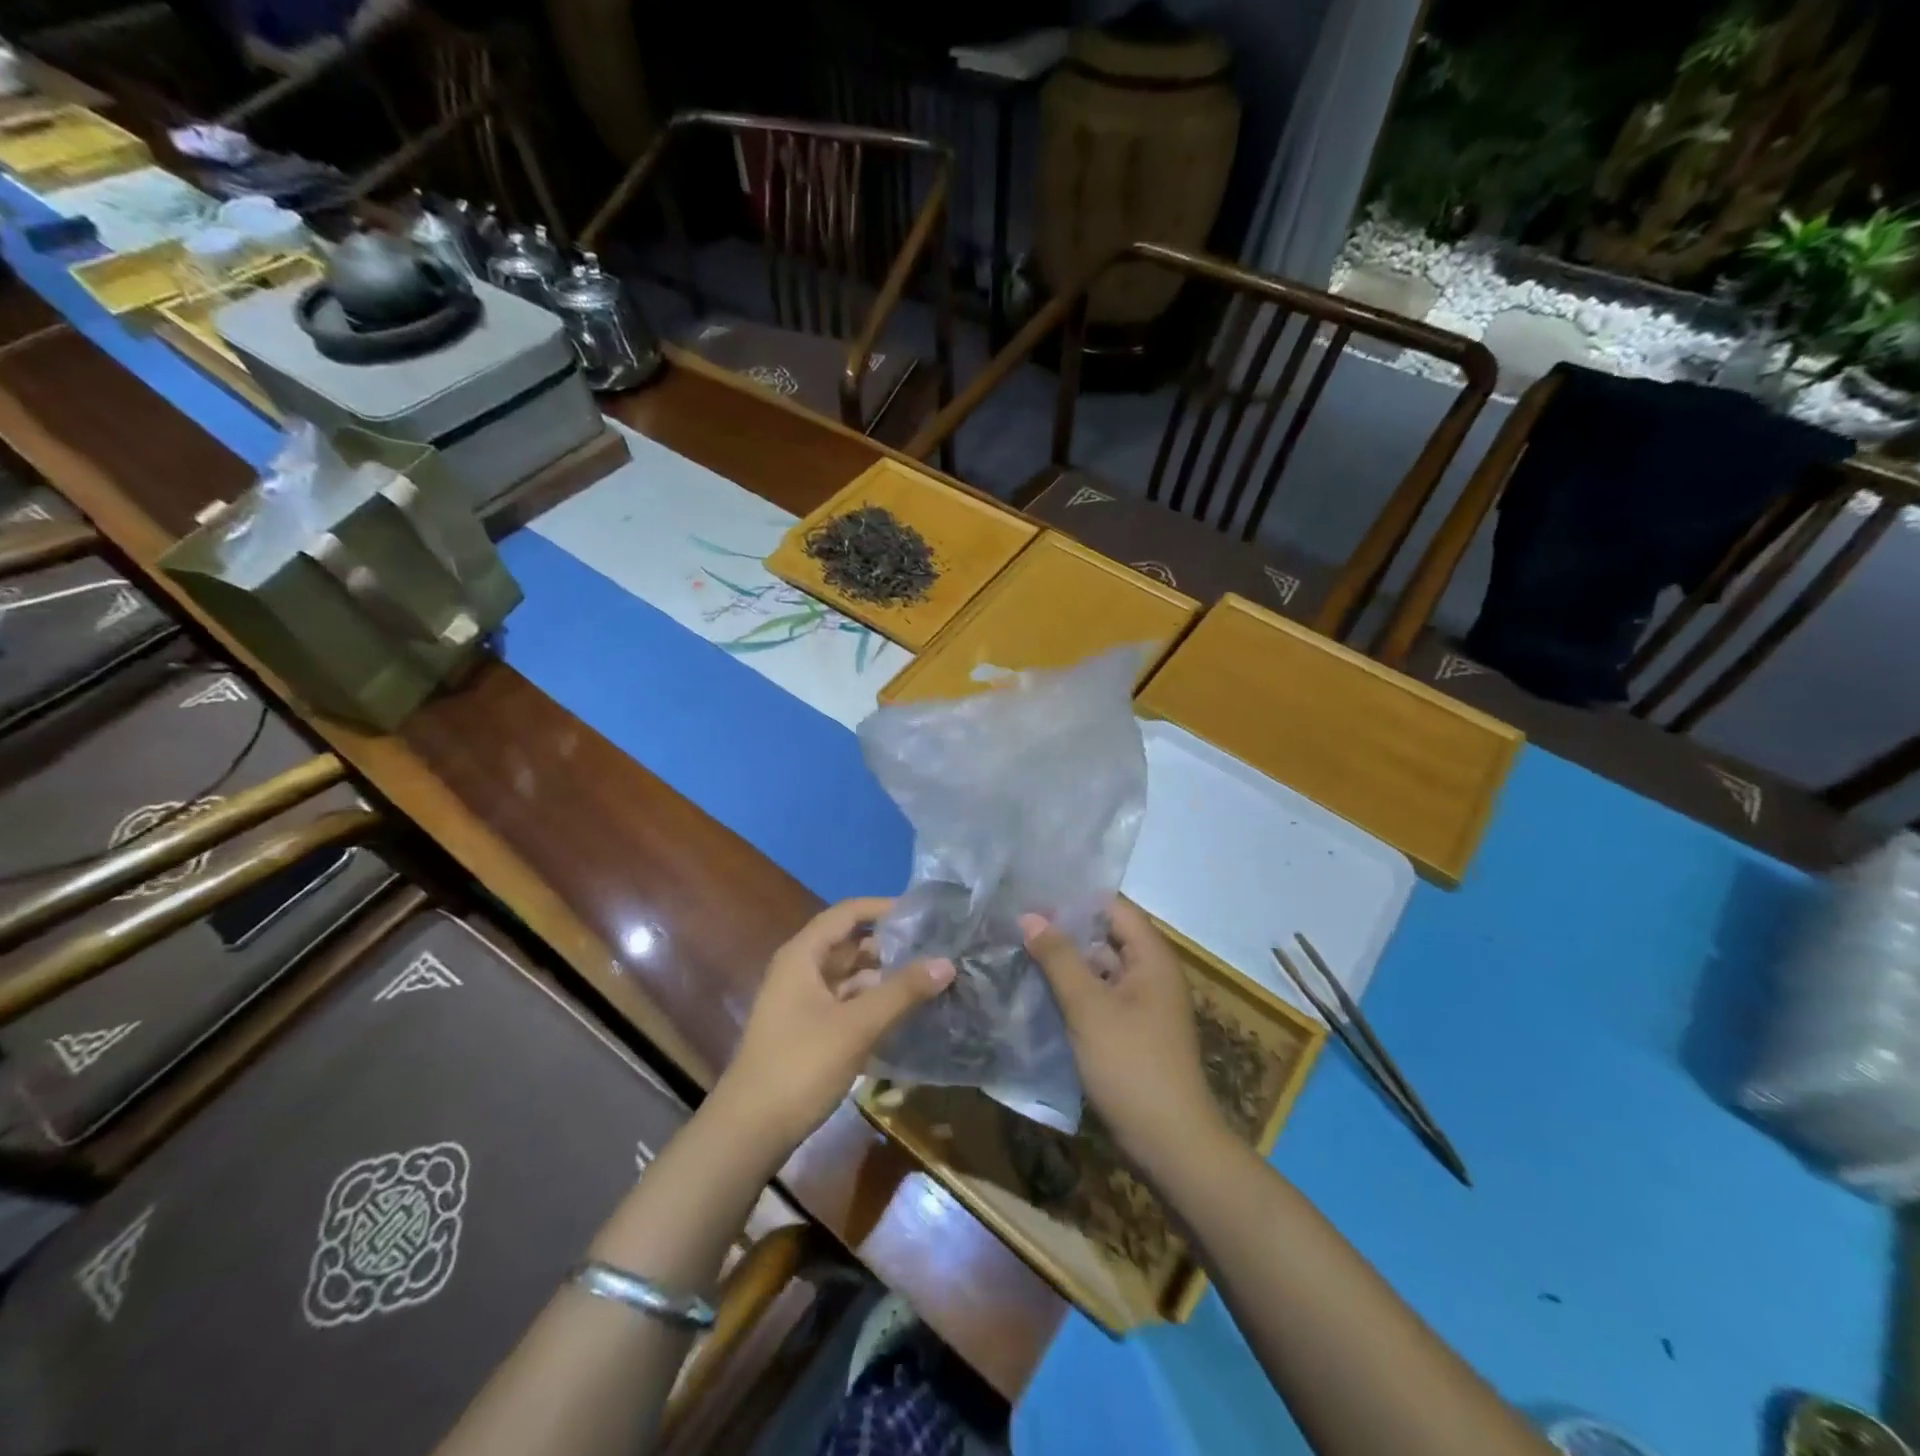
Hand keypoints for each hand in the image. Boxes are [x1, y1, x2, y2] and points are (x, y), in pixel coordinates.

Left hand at [711, 897, 954, 1164]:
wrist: (749, 1131)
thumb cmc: (800, 1066)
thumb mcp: (857, 1026)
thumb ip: (902, 991)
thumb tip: (947, 961)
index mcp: (803, 955)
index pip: (847, 913)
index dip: (883, 908)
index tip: (922, 913)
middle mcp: (800, 970)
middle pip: (849, 943)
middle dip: (890, 945)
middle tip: (935, 948)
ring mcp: (802, 1002)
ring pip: (849, 976)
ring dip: (883, 976)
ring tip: (928, 979)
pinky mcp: (807, 1030)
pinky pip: (845, 1003)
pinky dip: (872, 1002)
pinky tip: (903, 1014)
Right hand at [1021, 898, 1227, 1172]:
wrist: (1170, 1144)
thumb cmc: (1131, 1065)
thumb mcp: (1088, 1006)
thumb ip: (1058, 957)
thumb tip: (1029, 915)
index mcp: (1152, 958)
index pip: (1114, 908)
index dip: (1075, 900)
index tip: (1032, 896)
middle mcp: (1151, 974)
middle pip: (1105, 936)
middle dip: (1064, 930)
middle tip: (1016, 923)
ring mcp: (1143, 1005)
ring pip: (1099, 969)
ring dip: (1065, 962)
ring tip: (1018, 952)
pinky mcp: (1132, 1032)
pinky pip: (1100, 998)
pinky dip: (1073, 992)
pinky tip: (1037, 992)